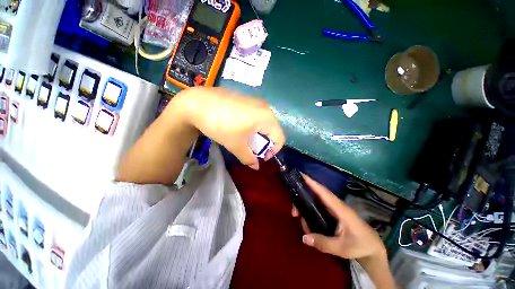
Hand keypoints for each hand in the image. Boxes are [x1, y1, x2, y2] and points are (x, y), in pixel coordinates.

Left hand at [171, 87, 284, 169]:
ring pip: (264, 123)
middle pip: (272, 130)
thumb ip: (249, 158)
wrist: (198, 103)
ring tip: (244, 139)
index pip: (280, 138)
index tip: (260, 157)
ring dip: (258, 135)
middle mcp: (265, 107)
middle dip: (264, 143)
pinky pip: (256, 115)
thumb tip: (256, 167)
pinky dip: (253, 126)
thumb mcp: (236, 145)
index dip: (272, 151)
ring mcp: (256, 101)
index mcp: (267, 118)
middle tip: (251, 149)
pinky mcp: (247, 99)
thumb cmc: (221, 125)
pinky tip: (239, 127)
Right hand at [292, 175, 385, 261]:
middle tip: (294, 212)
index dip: (313, 183)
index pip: (324, 193)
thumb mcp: (342, 248)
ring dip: (305, 207)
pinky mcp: (333, 213)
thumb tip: (304, 237)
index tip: (301, 175)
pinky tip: (306, 220)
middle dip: (303, 199)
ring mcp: (334, 209)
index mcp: (340, 209)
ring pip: (316, 201)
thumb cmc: (360, 245)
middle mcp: (336, 205)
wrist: (372, 248)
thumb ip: (323, 243)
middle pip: (317, 195)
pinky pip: (319, 208)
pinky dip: (310, 211)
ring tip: (300, 219)